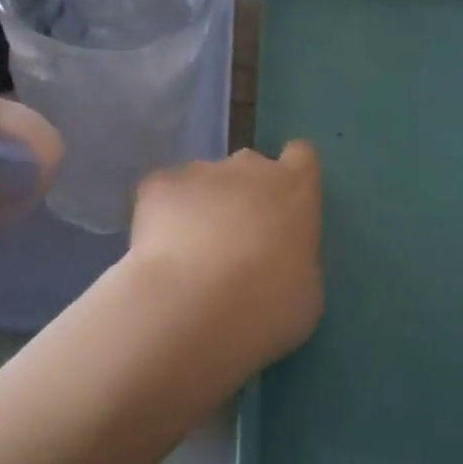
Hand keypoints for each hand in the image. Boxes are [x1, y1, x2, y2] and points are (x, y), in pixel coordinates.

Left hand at [128, 144, 323, 384]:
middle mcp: (249, 167)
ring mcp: (199, 171)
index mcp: (295, 189)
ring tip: (187, 254)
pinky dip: (160, 214)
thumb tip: (278, 256)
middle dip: (242, 194)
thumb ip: (293, 255)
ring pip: (202, 181)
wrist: (195, 307)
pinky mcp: (157, 184)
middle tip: (233, 242)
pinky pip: (162, 193)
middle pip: (248, 167)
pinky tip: (158, 250)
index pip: (301, 157)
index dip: (289, 178)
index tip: (281, 206)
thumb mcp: (305, 287)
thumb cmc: (268, 306)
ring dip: (199, 207)